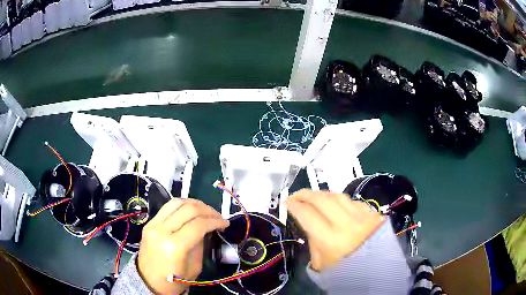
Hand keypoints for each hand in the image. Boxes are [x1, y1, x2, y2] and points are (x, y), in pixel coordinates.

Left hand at [137, 198, 228, 293]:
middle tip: (218, 216)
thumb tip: (206, 229)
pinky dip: (182, 205)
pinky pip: (168, 207)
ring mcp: (153, 224)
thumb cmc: (174, 280)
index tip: (225, 223)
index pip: (198, 224)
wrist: (149, 281)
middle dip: (207, 210)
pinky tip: (191, 211)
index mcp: (174, 246)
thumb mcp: (194, 267)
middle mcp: (162, 230)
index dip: (215, 221)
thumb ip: (200, 244)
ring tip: (206, 211)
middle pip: (188, 209)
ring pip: (177, 202)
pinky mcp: (149, 222)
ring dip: (195, 204)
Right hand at [286, 189, 384, 271]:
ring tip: (314, 197)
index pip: (307, 214)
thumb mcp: (319, 263)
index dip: (294, 205)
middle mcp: (346, 224)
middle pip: (322, 200)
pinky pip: (353, 201)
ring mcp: (362, 217)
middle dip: (306, 194)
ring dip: (323, 194)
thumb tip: (308, 221)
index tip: (287, 202)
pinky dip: (341, 200)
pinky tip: (335, 204)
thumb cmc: (343, 272)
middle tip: (296, 195)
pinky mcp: (372, 214)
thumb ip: (312, 241)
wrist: (374, 273)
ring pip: (338, 196)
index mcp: (330, 240)